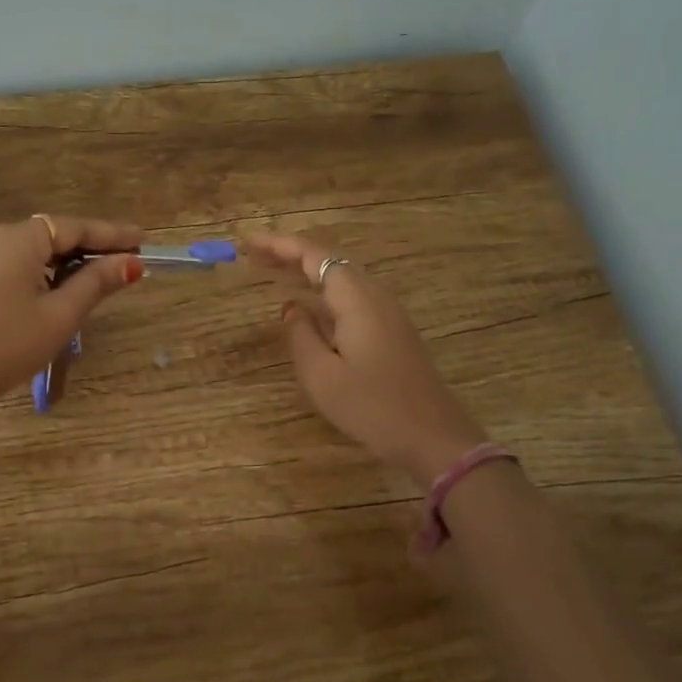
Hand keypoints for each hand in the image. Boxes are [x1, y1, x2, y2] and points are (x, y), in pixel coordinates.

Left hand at [0, 214, 143, 412]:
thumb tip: (132, 264)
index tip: (143, 239)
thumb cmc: (9, 345)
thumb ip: (96, 283)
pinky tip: (63, 288)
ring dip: (69, 260)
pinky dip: (45, 270)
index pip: (74, 227)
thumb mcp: (61, 315)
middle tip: (128, 260)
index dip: (111, 234)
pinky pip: (18, 263)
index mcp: (18, 240)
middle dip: (91, 247)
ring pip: (35, 250)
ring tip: (102, 276)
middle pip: (54, 234)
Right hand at [246, 231, 488, 484]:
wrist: (433, 437)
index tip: (248, 244)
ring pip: (342, 278)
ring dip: (306, 272)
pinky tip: (308, 305)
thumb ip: (300, 335)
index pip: (314, 256)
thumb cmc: (372, 407)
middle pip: (329, 261)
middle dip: (290, 254)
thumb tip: (290, 307)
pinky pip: (352, 297)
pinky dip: (323, 291)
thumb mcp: (321, 376)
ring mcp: (388, 313)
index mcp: (357, 300)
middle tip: (252, 256)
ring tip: (272, 273)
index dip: (280, 245)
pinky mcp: (392, 331)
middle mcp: (375, 296)